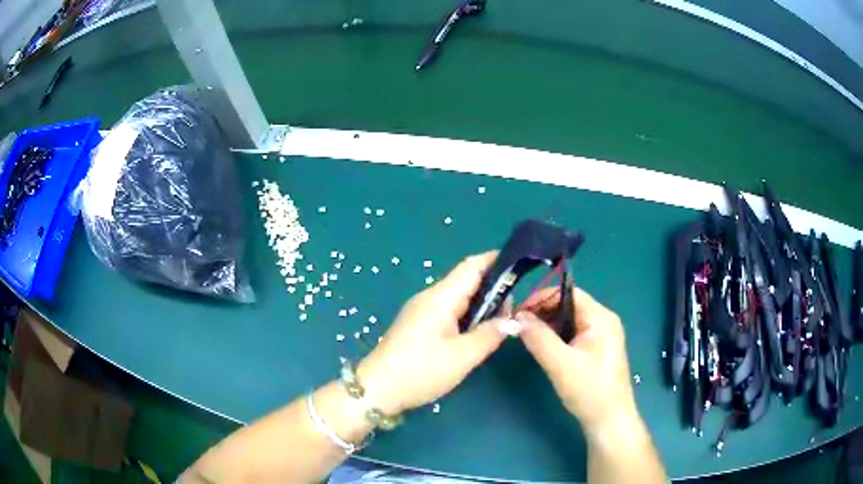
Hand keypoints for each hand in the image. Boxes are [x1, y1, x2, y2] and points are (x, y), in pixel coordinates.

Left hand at [357, 252, 509, 415]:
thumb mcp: (462, 357)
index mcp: (441, 297)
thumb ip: (490, 335)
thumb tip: (513, 321)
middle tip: (514, 310)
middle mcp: (430, 297)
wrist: (377, 390)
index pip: (472, 266)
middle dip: (493, 288)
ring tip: (500, 322)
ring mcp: (421, 310)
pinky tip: (477, 333)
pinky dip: (467, 316)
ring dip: (481, 305)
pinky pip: (448, 311)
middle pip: (466, 280)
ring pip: (458, 298)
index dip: (497, 261)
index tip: (520, 267)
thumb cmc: (420, 371)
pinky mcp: (418, 324)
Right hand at [518, 287, 637, 435]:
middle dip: (543, 312)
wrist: (609, 420)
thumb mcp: (560, 364)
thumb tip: (517, 317)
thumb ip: (538, 338)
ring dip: (549, 325)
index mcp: (601, 318)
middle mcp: (604, 321)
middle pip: (569, 305)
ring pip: (570, 320)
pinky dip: (557, 337)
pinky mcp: (598, 349)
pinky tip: (545, 348)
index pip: (568, 293)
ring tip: (528, 337)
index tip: (518, 312)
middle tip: (519, 326)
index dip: (541, 298)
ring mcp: (603, 335)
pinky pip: (574, 333)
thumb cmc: (588, 390)